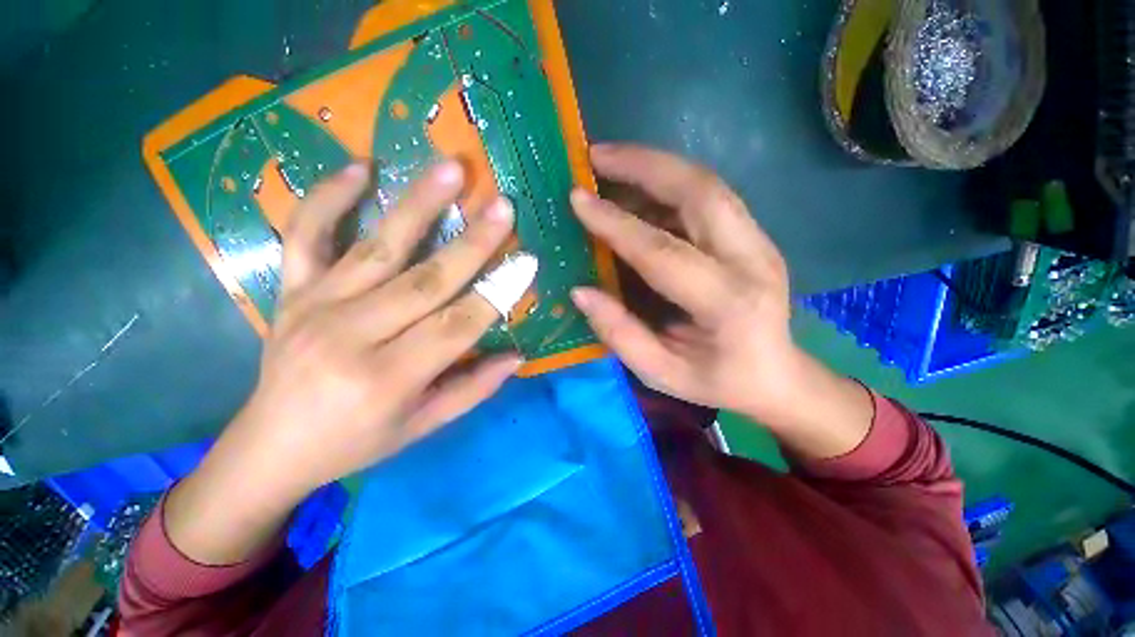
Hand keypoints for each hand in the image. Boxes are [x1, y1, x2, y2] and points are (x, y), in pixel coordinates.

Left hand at [165, 160, 531, 563]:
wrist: (270, 447)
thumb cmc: (355, 442)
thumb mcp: (421, 428)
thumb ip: (473, 390)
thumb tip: (517, 357)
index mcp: (387, 379)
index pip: (457, 327)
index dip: (497, 294)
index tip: (527, 263)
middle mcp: (350, 337)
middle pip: (425, 280)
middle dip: (473, 243)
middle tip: (503, 207)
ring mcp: (315, 307)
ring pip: (377, 247)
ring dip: (418, 205)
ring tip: (451, 169)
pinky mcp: (290, 291)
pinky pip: (306, 235)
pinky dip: (329, 197)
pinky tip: (361, 167)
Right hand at [569, 144, 796, 420]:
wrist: (778, 376)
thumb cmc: (717, 381)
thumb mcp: (661, 373)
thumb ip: (620, 334)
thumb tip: (580, 292)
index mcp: (727, 304)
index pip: (662, 251)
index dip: (615, 223)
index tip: (578, 198)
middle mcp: (752, 260)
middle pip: (699, 191)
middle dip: (643, 165)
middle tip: (595, 155)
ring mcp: (759, 241)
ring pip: (706, 184)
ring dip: (654, 166)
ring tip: (610, 163)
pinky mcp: (753, 235)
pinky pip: (707, 196)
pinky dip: (667, 184)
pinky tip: (637, 189)